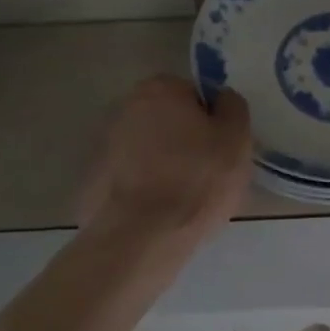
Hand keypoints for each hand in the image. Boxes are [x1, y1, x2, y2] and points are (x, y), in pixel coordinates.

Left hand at [80, 76, 252, 254]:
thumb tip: (222, 100)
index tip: (220, 147)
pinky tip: (159, 213)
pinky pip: (131, 180)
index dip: (211, 120)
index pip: (195, 95)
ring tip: (183, 199)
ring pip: (149, 150)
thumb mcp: (236, 138)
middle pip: (169, 120)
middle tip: (207, 172)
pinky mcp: (93, 184)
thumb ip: (233, 107)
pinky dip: (144, 190)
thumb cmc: (195, 180)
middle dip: (185, 140)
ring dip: (164, 165)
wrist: (140, 241)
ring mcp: (104, 147)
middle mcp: (125, 108)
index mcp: (159, 89)